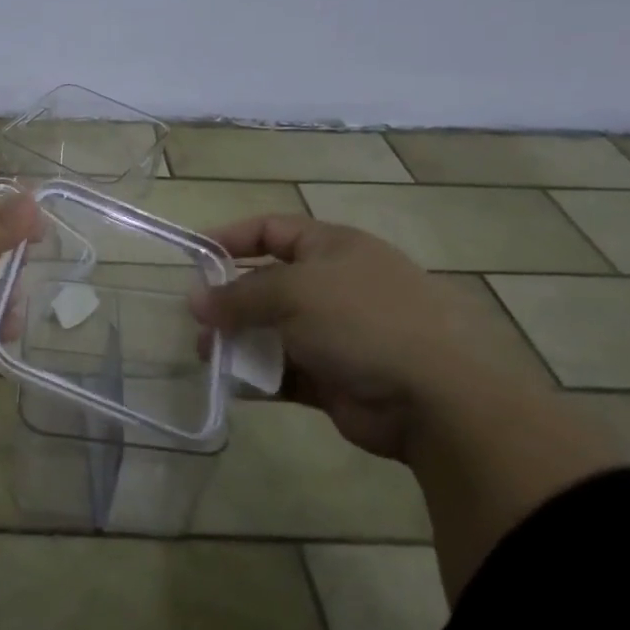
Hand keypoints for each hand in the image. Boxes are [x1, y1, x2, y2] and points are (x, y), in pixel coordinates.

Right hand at [189, 215, 502, 461]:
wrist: (437, 399)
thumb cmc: (363, 321)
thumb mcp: (293, 291)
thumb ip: (238, 295)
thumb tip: (195, 300)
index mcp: (332, 248)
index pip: (271, 230)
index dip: (230, 237)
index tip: (192, 254)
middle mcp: (334, 286)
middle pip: (267, 284)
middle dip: (228, 299)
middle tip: (195, 317)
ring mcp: (336, 334)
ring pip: (272, 330)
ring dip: (237, 340)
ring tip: (206, 354)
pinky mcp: (334, 378)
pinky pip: (284, 371)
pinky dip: (257, 376)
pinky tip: (230, 384)